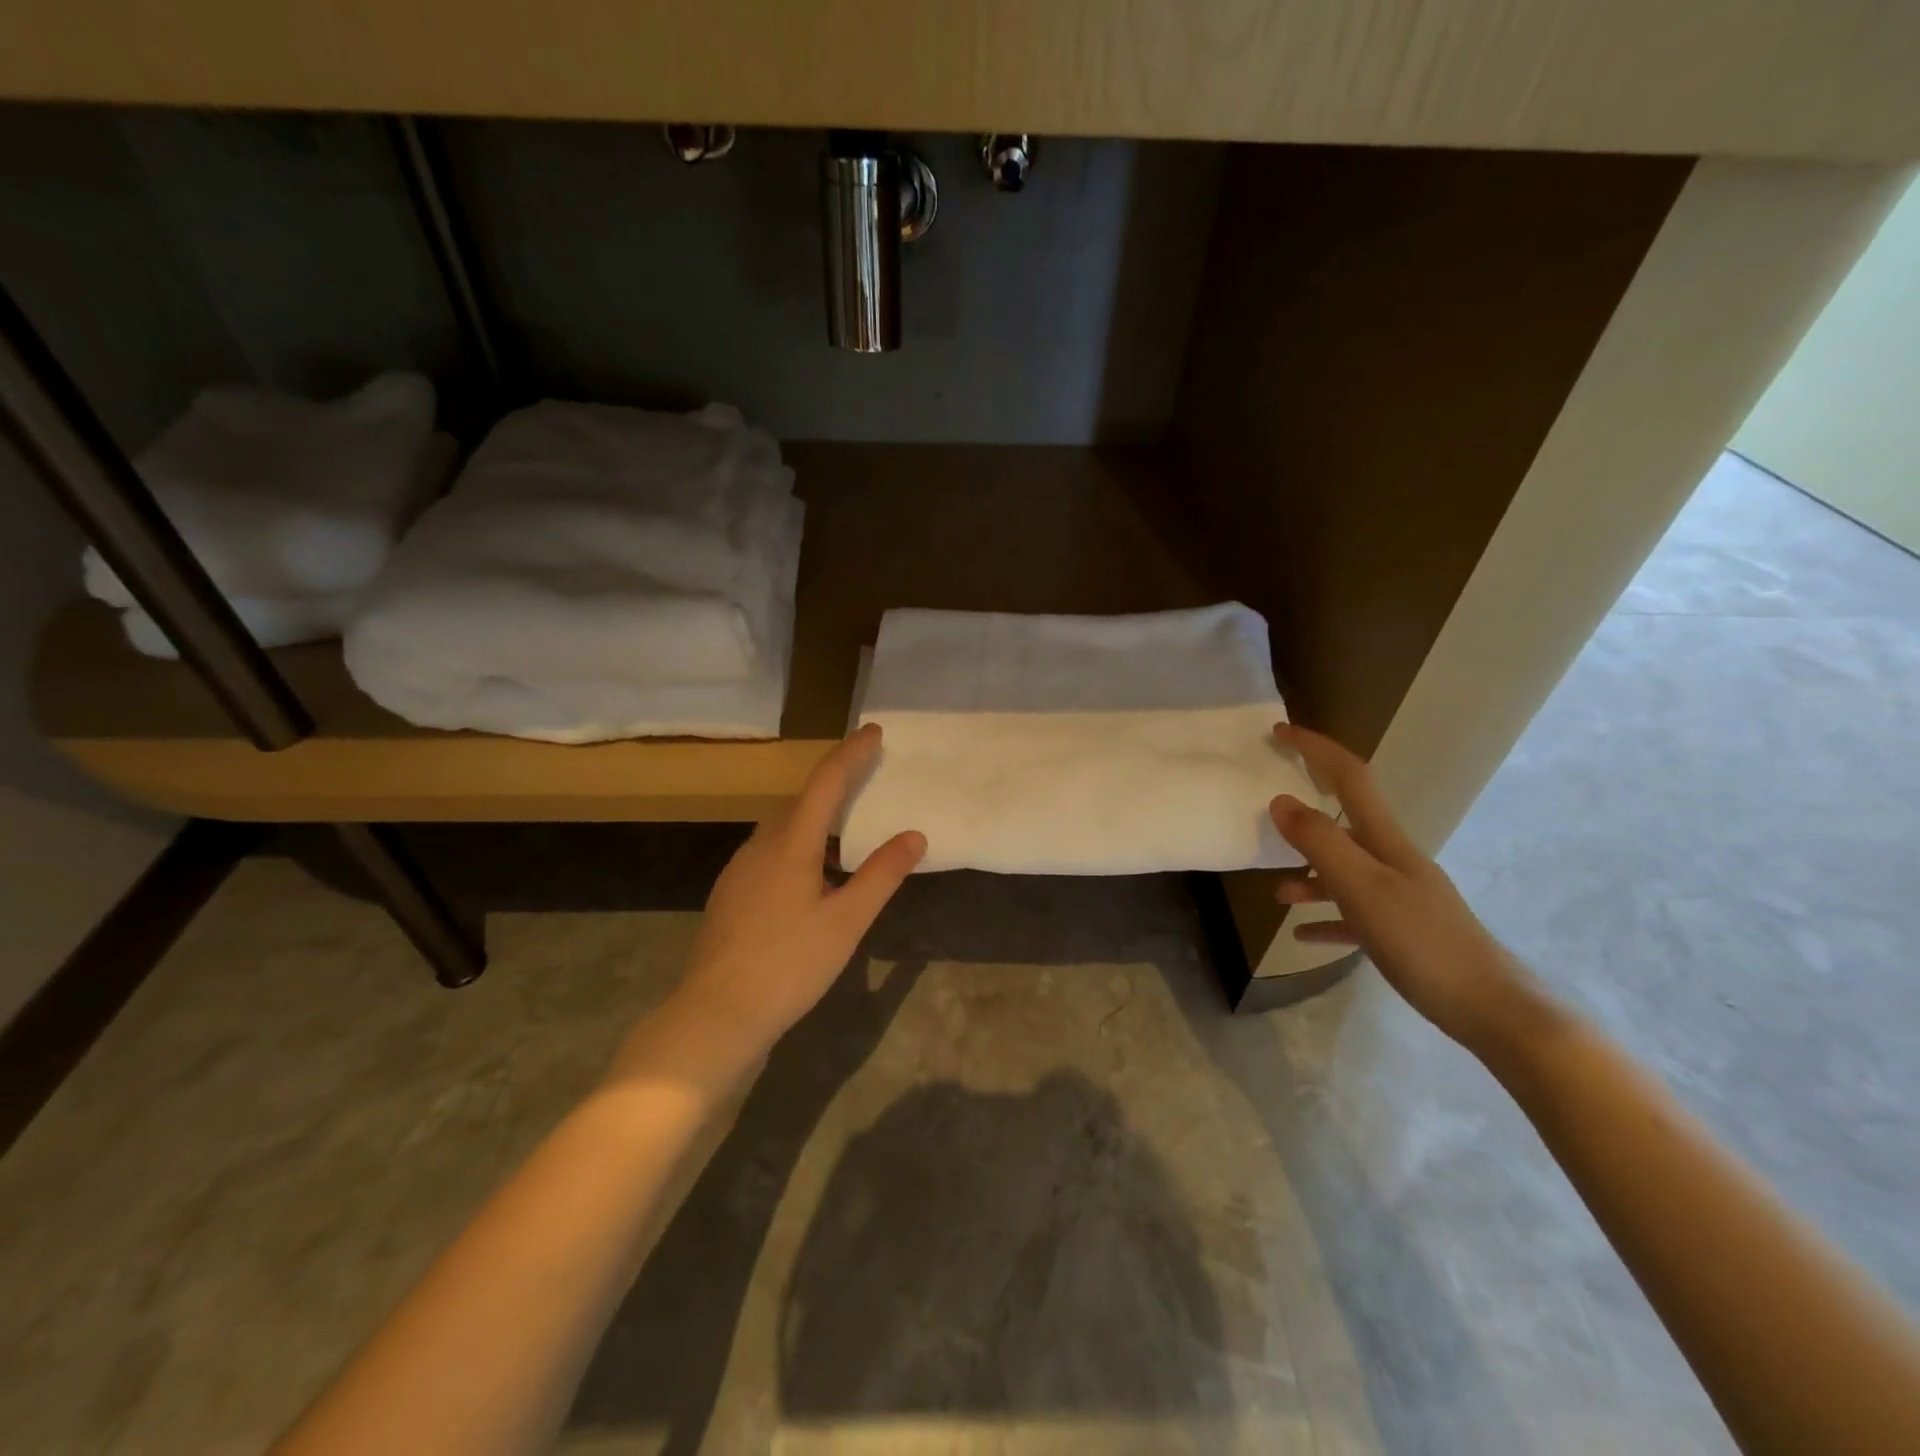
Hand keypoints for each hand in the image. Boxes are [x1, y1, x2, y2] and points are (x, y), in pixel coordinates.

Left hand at [652, 725, 925, 1072]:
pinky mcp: (730, 894)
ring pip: (782, 828)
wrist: (716, 1014)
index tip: (873, 732)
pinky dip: (797, 845)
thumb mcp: (846, 922)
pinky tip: (811, 877)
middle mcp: (760, 846)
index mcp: (790, 844)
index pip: (826, 783)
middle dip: (834, 784)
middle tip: (866, 780)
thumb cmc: (789, 965)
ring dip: (814, 817)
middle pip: (801, 801)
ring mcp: (739, 870)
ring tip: (845, 831)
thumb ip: (881, 875)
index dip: (851, 754)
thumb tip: (914, 835)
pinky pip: (769, 852)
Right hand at [1268, 724, 1541, 1053]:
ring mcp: (1400, 897)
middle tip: (1265, 813)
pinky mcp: (1403, 933)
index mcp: (1386, 841)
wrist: (1494, 1011)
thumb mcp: (1363, 889)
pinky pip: (1353, 915)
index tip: (1279, 732)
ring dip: (1308, 875)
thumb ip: (1320, 843)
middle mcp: (1392, 860)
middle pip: (1343, 823)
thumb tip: (1280, 800)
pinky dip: (1326, 918)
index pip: (1349, 776)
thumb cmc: (1424, 943)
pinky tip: (1303, 934)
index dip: (1316, 748)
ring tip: (1277, 893)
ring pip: (1344, 872)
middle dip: (1304, 814)